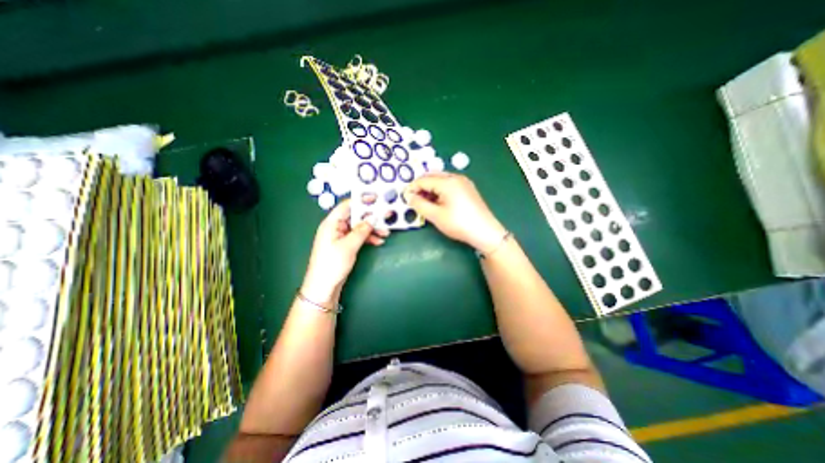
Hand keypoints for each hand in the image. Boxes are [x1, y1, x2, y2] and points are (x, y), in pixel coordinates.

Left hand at [303, 198, 389, 303]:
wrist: (324, 287)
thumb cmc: (332, 264)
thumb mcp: (349, 246)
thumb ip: (361, 230)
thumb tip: (373, 218)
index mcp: (332, 223)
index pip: (347, 205)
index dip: (362, 201)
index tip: (377, 199)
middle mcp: (336, 227)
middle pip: (355, 216)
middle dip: (371, 218)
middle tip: (386, 216)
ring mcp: (341, 236)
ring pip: (359, 227)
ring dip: (372, 229)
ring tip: (385, 233)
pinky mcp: (345, 244)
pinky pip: (359, 236)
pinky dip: (368, 238)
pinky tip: (378, 241)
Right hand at [404, 173, 506, 252]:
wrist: (485, 232)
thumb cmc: (459, 224)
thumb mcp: (436, 216)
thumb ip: (419, 204)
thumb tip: (409, 196)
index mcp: (448, 182)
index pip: (424, 180)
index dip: (412, 188)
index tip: (404, 197)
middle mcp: (456, 177)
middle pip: (433, 176)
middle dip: (421, 186)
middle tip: (414, 199)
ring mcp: (464, 182)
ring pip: (441, 179)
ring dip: (430, 188)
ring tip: (425, 202)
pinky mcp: (468, 189)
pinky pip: (449, 184)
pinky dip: (440, 190)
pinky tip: (438, 201)